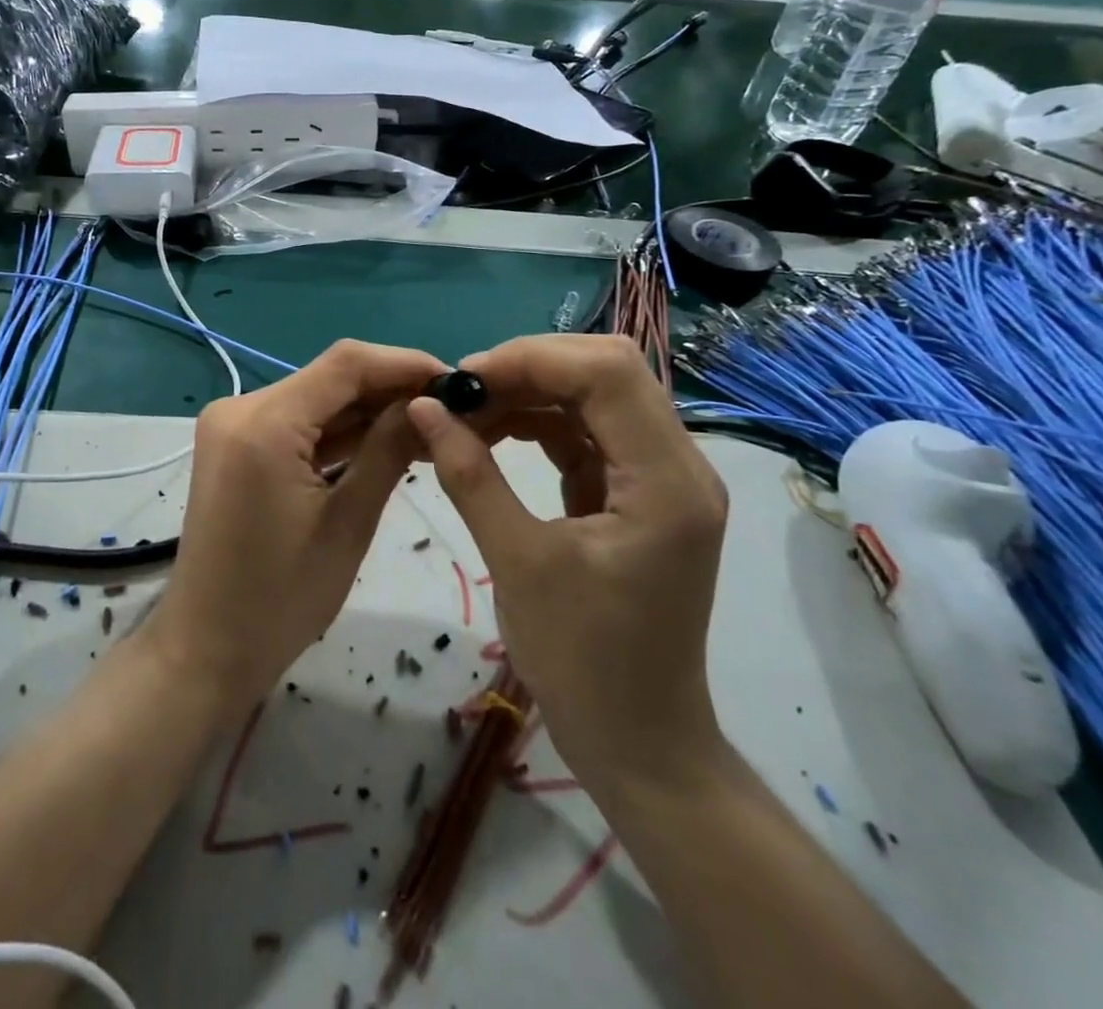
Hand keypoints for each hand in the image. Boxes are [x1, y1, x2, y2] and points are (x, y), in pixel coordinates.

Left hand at [148, 340, 448, 722]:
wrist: (208, 648)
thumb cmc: (281, 599)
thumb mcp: (348, 523)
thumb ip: (388, 451)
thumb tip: (432, 404)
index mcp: (262, 423)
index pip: (345, 364)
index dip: (404, 363)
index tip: (456, 380)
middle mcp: (239, 408)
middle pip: (328, 378)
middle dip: (390, 389)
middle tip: (451, 409)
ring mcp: (232, 425)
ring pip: (315, 400)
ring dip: (367, 411)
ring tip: (430, 426)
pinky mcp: (234, 445)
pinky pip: (295, 424)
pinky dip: (337, 432)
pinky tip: (384, 440)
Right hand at [408, 335, 729, 798]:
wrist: (638, 743)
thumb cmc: (584, 663)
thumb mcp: (518, 563)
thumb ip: (470, 475)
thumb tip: (424, 407)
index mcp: (667, 482)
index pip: (607, 373)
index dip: (531, 359)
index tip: (463, 380)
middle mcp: (678, 465)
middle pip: (607, 372)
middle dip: (530, 368)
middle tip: (463, 392)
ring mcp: (660, 478)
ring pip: (595, 397)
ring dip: (531, 393)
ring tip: (467, 412)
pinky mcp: (637, 494)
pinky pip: (587, 434)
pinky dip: (540, 424)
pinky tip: (493, 434)